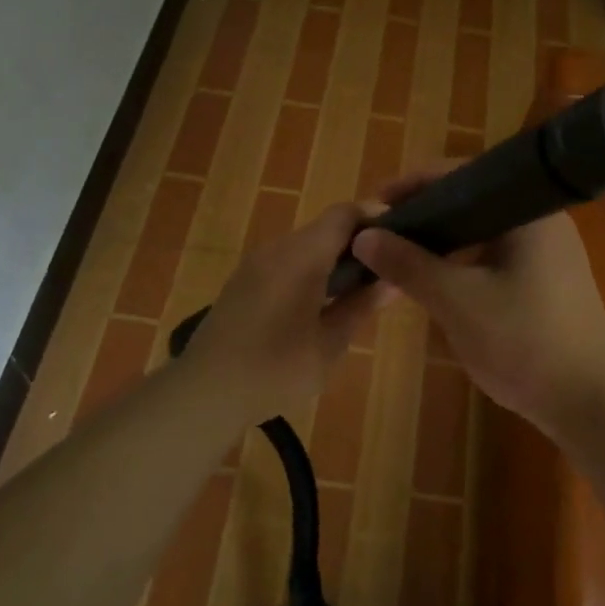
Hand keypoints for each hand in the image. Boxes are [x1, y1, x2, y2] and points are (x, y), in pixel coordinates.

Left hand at [180, 202, 383, 426]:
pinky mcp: (242, 282)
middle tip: (383, 273)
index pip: (344, 214)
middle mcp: (277, 248)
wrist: (205, 391)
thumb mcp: (330, 343)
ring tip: (356, 292)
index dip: (375, 219)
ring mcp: (255, 264)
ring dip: (332, 260)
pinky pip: (285, 262)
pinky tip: (318, 304)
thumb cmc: (276, 368)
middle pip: (324, 228)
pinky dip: (308, 271)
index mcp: (302, 255)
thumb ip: (361, 306)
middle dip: (357, 244)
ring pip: (304, 246)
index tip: (399, 240)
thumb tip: (392, 281)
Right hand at [350, 164, 604, 438]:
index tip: (375, 206)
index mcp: (524, 210)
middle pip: (471, 202)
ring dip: (443, 241)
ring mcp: (547, 252)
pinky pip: (494, 257)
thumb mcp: (457, 301)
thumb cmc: (525, 341)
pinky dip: (463, 262)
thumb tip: (364, 236)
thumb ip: (409, 265)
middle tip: (383, 233)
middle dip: (425, 215)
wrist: (591, 401)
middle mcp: (539, 220)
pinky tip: (437, 281)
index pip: (460, 175)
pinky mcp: (546, 281)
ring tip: (401, 255)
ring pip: (482, 233)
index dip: (413, 185)